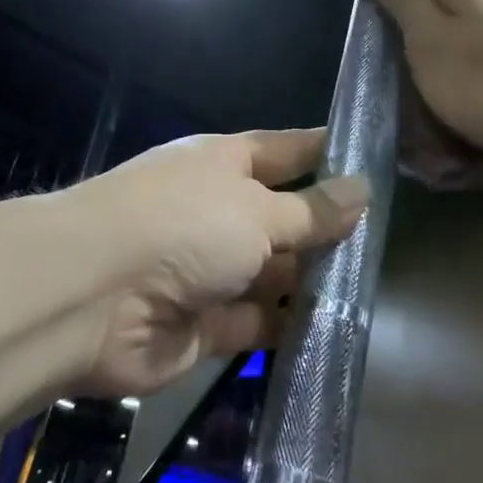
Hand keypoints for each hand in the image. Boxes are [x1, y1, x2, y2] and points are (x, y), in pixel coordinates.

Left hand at [61, 129, 366, 397]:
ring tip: (372, 290)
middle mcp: (217, 212)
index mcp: (223, 165)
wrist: (92, 297)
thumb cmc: (181, 226)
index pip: (286, 150)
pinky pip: (258, 322)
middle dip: (327, 228)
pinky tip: (336, 331)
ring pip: (273, 273)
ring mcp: (209, 269)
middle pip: (283, 217)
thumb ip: (311, 210)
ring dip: (311, 282)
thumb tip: (362, 189)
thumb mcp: (256, 209)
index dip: (326, 153)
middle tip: (389, 241)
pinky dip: (288, 327)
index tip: (374, 160)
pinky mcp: (205, 325)